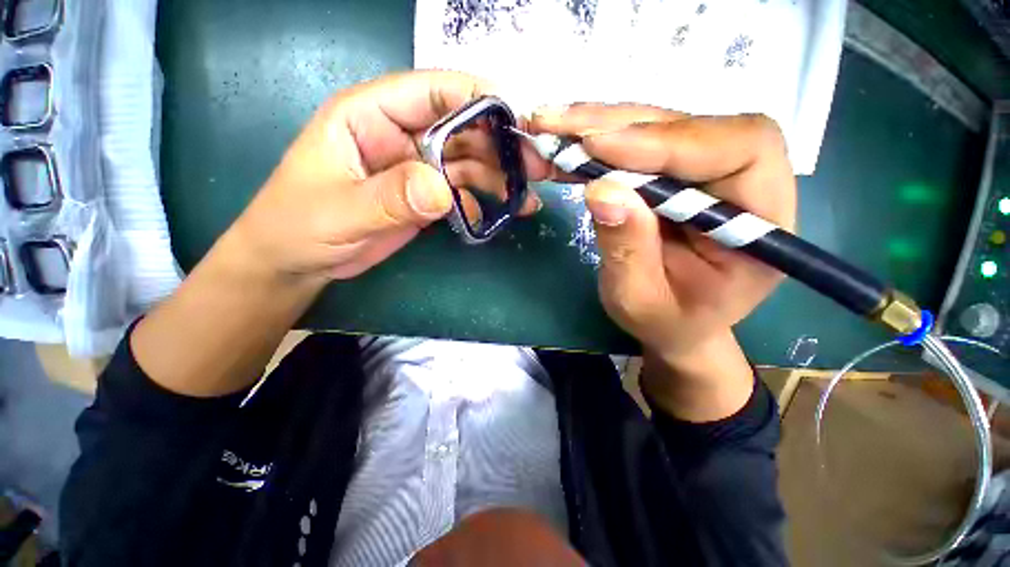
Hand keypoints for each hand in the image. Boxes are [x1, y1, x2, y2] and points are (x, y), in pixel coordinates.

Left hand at [133, 71, 541, 397]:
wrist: (298, 261)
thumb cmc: (300, 226)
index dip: (478, 99)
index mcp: (371, 114)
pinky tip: (501, 215)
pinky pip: (463, 192)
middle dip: (502, 145)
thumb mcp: (338, 211)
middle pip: (462, 128)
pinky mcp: (425, 196)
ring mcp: (416, 167)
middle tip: (536, 169)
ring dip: (501, 177)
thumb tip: (441, 190)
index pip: (432, 90)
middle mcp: (401, 134)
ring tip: (528, 198)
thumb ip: (388, 197)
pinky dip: (484, 202)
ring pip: (469, 162)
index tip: (519, 122)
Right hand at [532, 104, 796, 419]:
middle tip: (557, 124)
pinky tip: (566, 142)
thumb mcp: (642, 300)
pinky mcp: (677, 172)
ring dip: (601, 124)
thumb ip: (628, 250)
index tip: (600, 147)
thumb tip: (600, 190)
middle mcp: (745, 182)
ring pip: (659, 127)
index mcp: (763, 221)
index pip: (740, 149)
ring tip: (551, 125)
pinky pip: (639, 144)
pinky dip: (598, 141)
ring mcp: (708, 172)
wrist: (674, 323)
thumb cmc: (667, 320)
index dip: (669, 141)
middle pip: (692, 126)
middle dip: (619, 124)